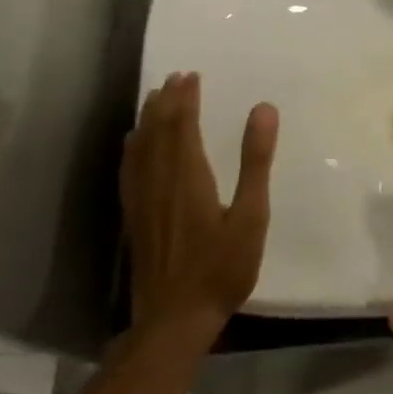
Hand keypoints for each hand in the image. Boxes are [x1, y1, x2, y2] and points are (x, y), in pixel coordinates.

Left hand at [122, 72, 278, 339]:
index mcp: (188, 176)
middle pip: (157, 131)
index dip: (185, 98)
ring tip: (154, 98)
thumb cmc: (221, 268)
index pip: (181, 125)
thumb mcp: (251, 216)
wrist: (175, 318)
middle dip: (165, 101)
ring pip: (140, 148)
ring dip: (147, 119)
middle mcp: (159, 181)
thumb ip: (255, 161)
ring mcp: (142, 200)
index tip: (191, 75)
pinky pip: (129, 171)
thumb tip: (263, 109)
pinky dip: (132, 148)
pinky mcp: (134, 218)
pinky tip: (133, 145)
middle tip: (175, 78)